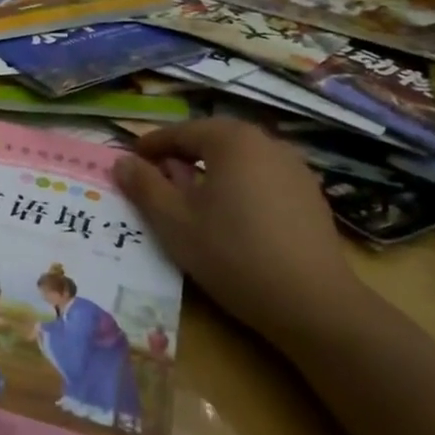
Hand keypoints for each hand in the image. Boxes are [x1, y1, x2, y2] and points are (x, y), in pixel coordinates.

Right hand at [114, 118, 362, 340]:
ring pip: (240, 161)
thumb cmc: (232, 253)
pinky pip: (263, 180)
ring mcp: (295, 169)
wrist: (312, 302)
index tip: (130, 161)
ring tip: (192, 200)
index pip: (181, 132)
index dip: (151, 145)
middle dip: (182, 157)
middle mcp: (267, 143)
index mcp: (232, 140)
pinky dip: (239, 189)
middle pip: (213, 142)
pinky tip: (232, 219)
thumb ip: (144, 186)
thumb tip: (122, 162)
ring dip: (212, 173)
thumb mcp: (174, 221)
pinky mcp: (310, 197)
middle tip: (156, 179)